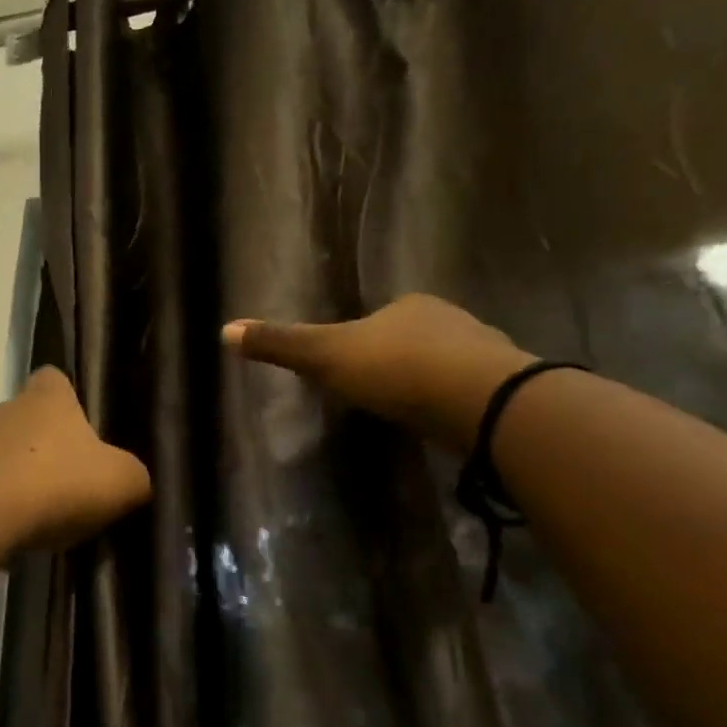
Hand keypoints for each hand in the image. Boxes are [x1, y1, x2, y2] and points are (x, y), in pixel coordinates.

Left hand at [0, 367, 151, 551]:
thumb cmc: (54, 486)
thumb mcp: (120, 483)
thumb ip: (132, 476)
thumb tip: (131, 480)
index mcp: (45, 401)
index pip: (52, 379)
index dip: (65, 397)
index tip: (76, 425)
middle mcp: (1, 410)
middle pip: (23, 420)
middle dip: (40, 448)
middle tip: (62, 487)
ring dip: (9, 477)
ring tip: (30, 518)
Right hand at [222, 294, 533, 451]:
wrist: (478, 399)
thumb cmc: (394, 368)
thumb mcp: (325, 356)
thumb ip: (280, 344)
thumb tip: (224, 328)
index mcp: (407, 306)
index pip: (376, 319)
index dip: (359, 341)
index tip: (346, 366)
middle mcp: (448, 318)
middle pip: (410, 338)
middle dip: (393, 360)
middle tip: (372, 391)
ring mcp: (482, 351)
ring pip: (442, 363)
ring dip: (425, 381)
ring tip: (405, 410)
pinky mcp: (502, 386)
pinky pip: (466, 390)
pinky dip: (450, 402)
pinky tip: (440, 421)